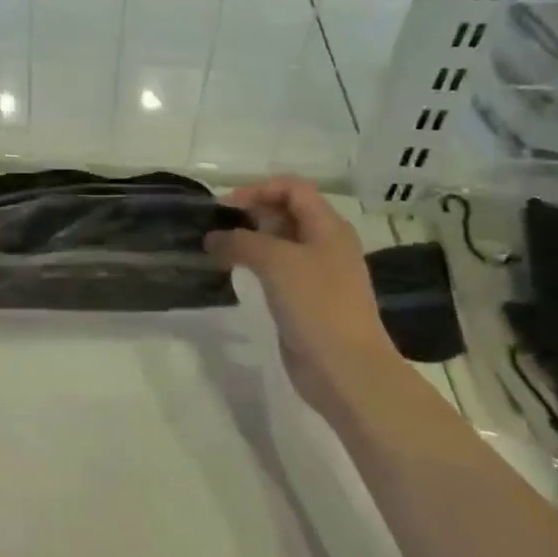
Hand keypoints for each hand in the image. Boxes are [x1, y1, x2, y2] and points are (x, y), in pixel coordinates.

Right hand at [204, 177, 397, 406]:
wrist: (345, 368)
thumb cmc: (316, 304)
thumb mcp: (275, 261)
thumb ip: (240, 242)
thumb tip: (212, 238)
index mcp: (328, 227)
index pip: (293, 188)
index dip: (259, 189)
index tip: (227, 206)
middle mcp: (326, 244)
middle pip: (287, 213)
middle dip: (252, 213)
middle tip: (218, 228)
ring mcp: (318, 274)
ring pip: (280, 243)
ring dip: (250, 241)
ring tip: (219, 250)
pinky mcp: (307, 300)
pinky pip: (278, 271)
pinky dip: (256, 265)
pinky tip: (236, 274)